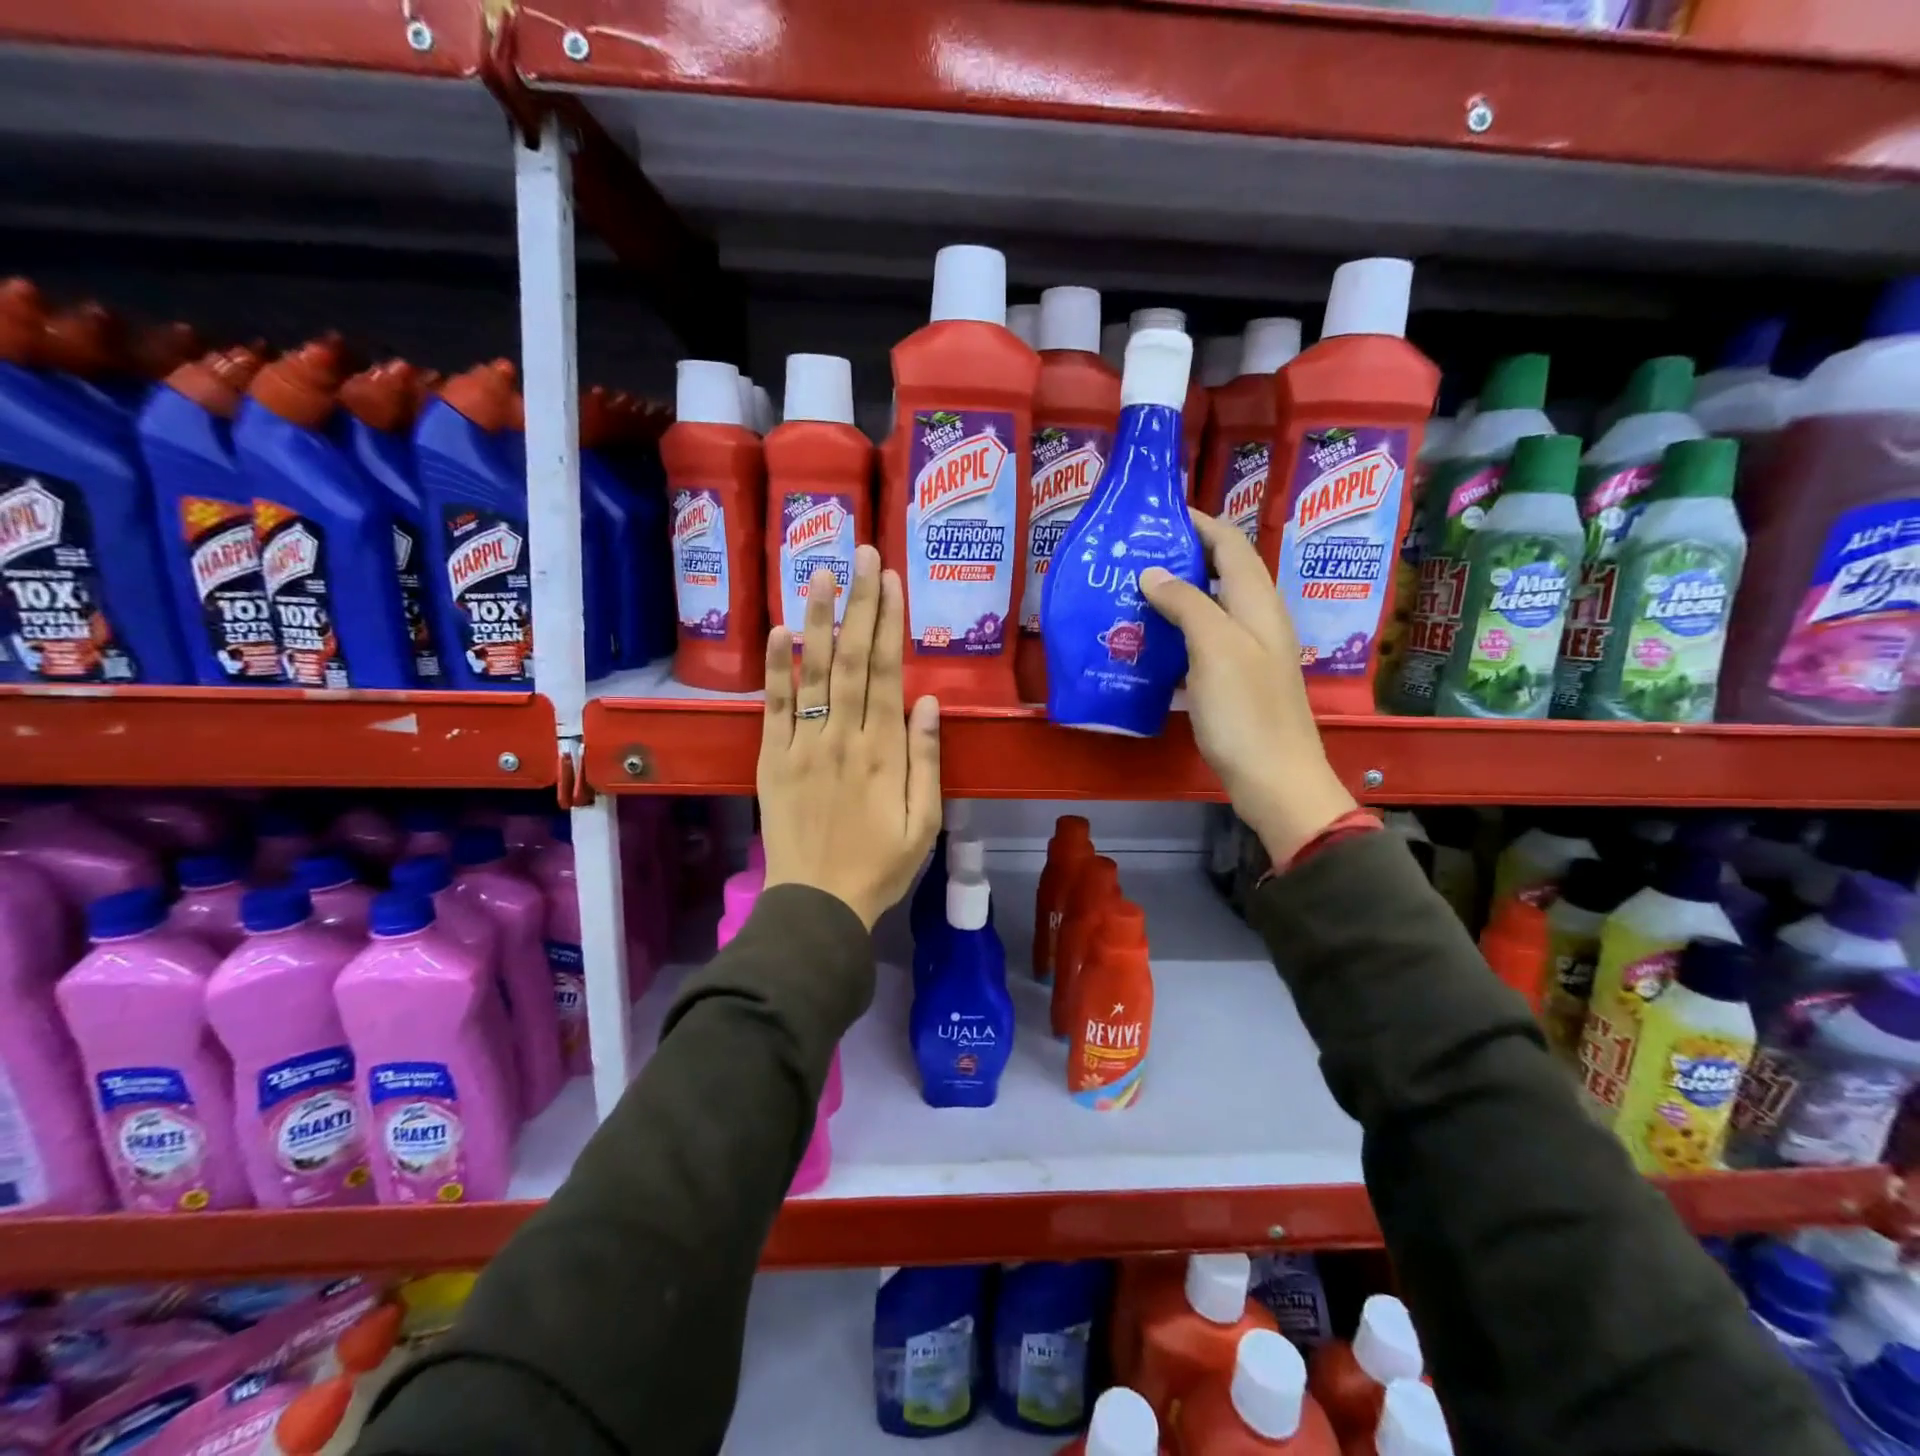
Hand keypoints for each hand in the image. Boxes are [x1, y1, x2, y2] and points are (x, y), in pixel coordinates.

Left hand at [758, 545, 942, 926]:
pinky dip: (775, 668)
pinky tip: (778, 630)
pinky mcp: (773, 759)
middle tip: (860, 552)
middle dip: (857, 603)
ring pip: (811, 672)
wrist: (818, 903)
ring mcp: (803, 745)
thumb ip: (926, 760)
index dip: (889, 622)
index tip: (890, 579)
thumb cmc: (881, 866)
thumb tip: (928, 701)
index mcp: (883, 752)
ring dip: (816, 619)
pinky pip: (774, 706)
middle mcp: (842, 737)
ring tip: (819, 572)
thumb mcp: (925, 822)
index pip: (886, 673)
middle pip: (851, 659)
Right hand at [1141, 513, 1355, 864]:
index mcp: (1258, 604)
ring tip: (1133, 591)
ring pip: (1211, 607)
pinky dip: (1177, 631)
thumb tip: (1152, 572)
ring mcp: (1248, 652)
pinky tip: (1149, 642)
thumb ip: (1186, 603)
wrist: (1275, 779)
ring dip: (1177, 594)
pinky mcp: (1235, 681)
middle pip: (1222, 572)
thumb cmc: (1245, 712)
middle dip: (1183, 555)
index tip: (1158, 513)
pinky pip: (1203, 641)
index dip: (1200, 523)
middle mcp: (1257, 620)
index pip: (1230, 545)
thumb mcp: (1215, 649)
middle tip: (1135, 554)